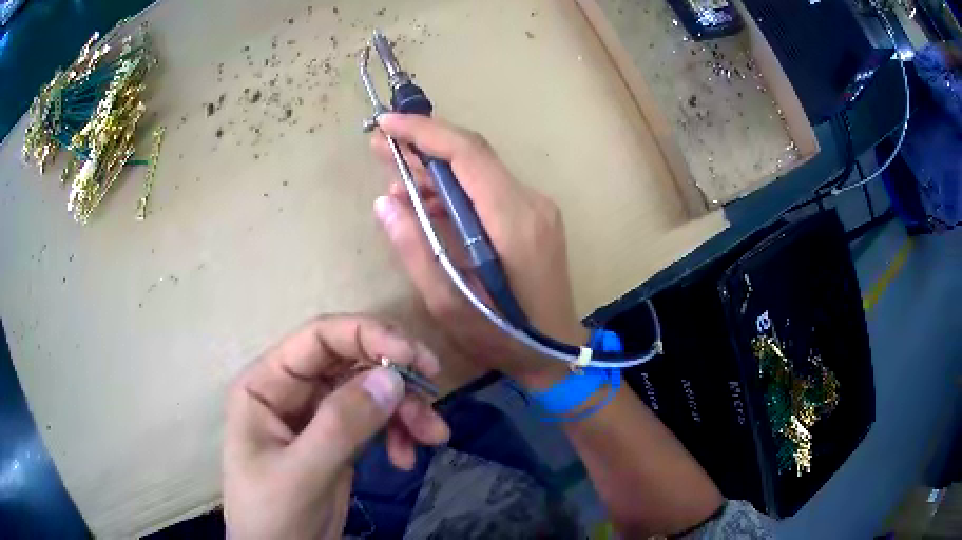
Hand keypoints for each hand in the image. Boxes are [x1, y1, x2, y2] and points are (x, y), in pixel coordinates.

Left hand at [223, 316, 449, 539]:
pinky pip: (376, 420)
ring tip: (433, 437)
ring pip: (370, 390)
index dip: (368, 336)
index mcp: (267, 384)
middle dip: (395, 378)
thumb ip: (341, 425)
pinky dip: (399, 432)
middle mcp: (292, 390)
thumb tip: (391, 377)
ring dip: (405, 409)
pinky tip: (406, 458)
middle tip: (434, 397)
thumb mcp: (301, 473)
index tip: (416, 357)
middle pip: (351, 361)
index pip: (319, 338)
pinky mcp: (339, 438)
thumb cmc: (272, 514)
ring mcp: (317, 414)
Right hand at [370, 113, 586, 387]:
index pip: (468, 154)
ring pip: (479, 170)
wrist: (558, 353)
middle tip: (379, 146)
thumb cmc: (506, 339)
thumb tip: (384, 203)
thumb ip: (416, 251)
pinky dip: (453, 189)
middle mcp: (531, 203)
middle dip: (423, 144)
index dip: (424, 132)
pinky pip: (487, 189)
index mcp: (514, 222)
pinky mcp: (534, 218)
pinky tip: (423, 201)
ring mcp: (536, 208)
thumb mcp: (450, 306)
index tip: (386, 124)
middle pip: (473, 155)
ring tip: (393, 173)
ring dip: (435, 168)